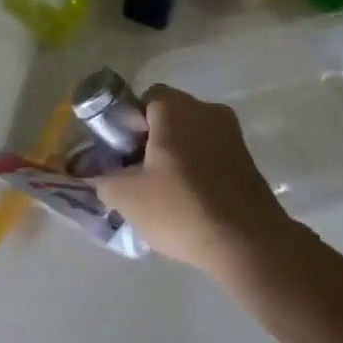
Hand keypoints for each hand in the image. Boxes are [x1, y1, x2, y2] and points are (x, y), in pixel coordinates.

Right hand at [94, 86, 292, 274]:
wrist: (248, 243)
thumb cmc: (181, 208)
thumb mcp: (126, 196)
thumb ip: (102, 179)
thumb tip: (93, 174)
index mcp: (175, 107)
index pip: (143, 100)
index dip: (128, 125)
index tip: (123, 156)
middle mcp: (206, 109)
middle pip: (168, 117)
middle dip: (151, 142)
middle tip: (139, 176)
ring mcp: (231, 133)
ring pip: (191, 136)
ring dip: (176, 157)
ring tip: (164, 194)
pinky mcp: (247, 159)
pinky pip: (211, 154)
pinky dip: (198, 170)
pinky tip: (191, 203)